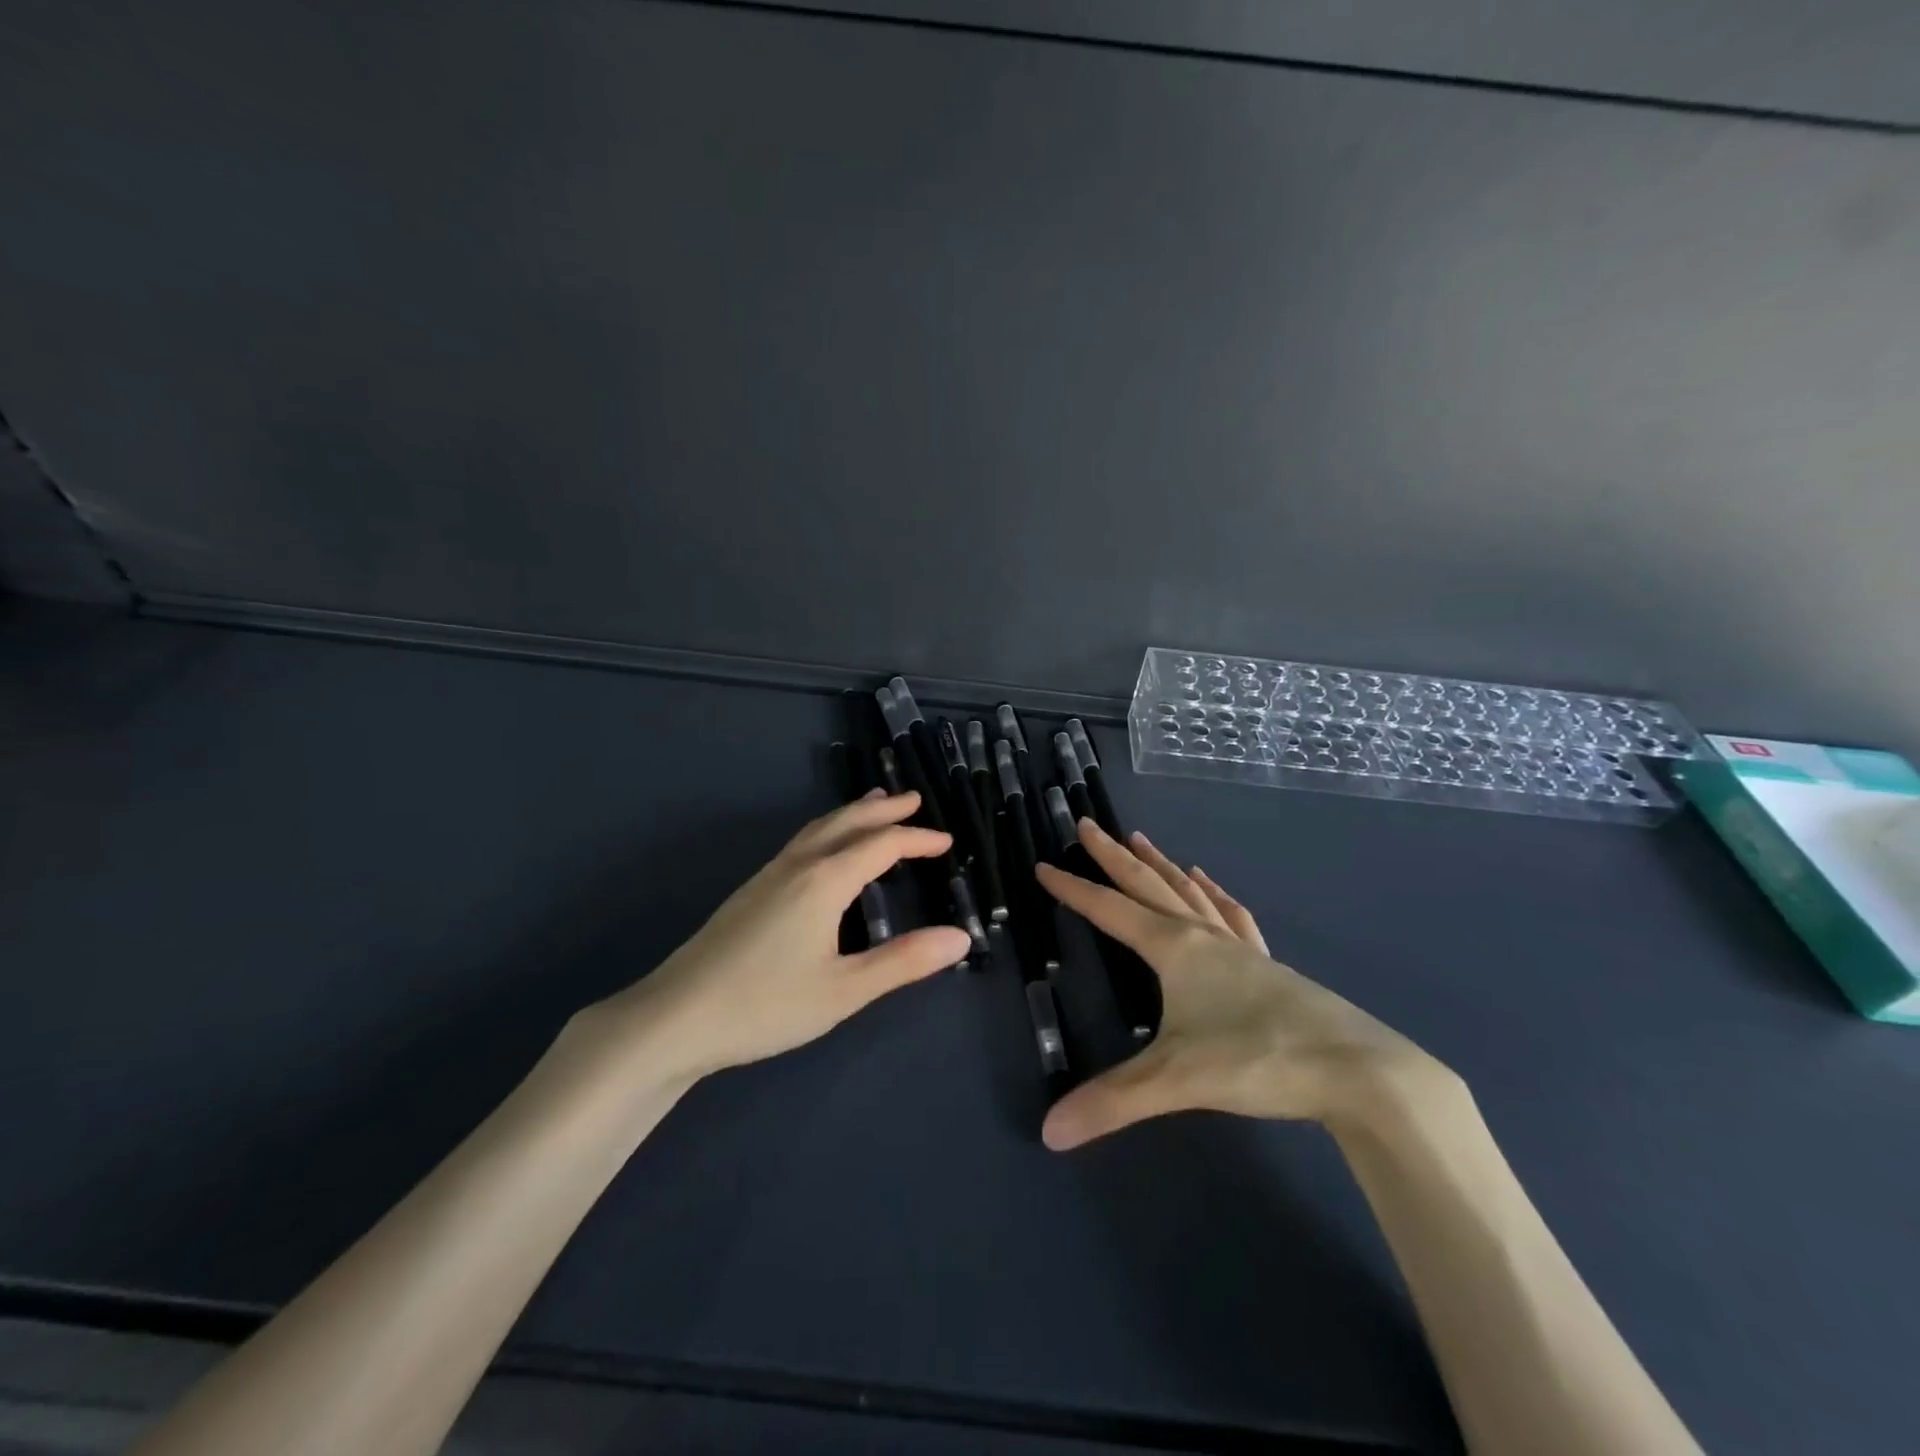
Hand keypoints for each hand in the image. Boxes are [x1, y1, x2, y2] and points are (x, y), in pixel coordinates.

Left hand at [571, 792, 970, 1082]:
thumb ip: (903, 961)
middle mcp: (798, 865)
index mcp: (825, 881)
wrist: (675, 1018)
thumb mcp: (844, 991)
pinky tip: (825, 850)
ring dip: (853, 814)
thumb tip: (960, 937)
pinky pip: (801, 843)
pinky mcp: (750, 891)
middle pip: (847, 822)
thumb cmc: (765, 1005)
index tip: (947, 841)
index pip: (882, 845)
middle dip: (884, 809)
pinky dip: (828, 830)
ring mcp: (769, 875)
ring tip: (874, 804)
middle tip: (915, 799)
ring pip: (819, 828)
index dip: (918, 839)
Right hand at [1034, 820, 1451, 1149]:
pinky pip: (1233, 916)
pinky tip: (1212, 884)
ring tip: (1142, 840)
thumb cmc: (1259, 1060)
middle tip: (1088, 825)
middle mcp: (1204, 937)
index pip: (1111, 910)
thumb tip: (1049, 1132)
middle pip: (1150, 885)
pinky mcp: (1269, 965)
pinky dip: (1215, 894)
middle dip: (1114, 856)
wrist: (1358, 1070)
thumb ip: (1112, 1101)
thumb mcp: (1177, 1080)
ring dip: (1162, 865)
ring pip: (1191, 892)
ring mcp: (1241, 948)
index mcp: (1175, 949)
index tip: (1044, 865)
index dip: (1074, 888)